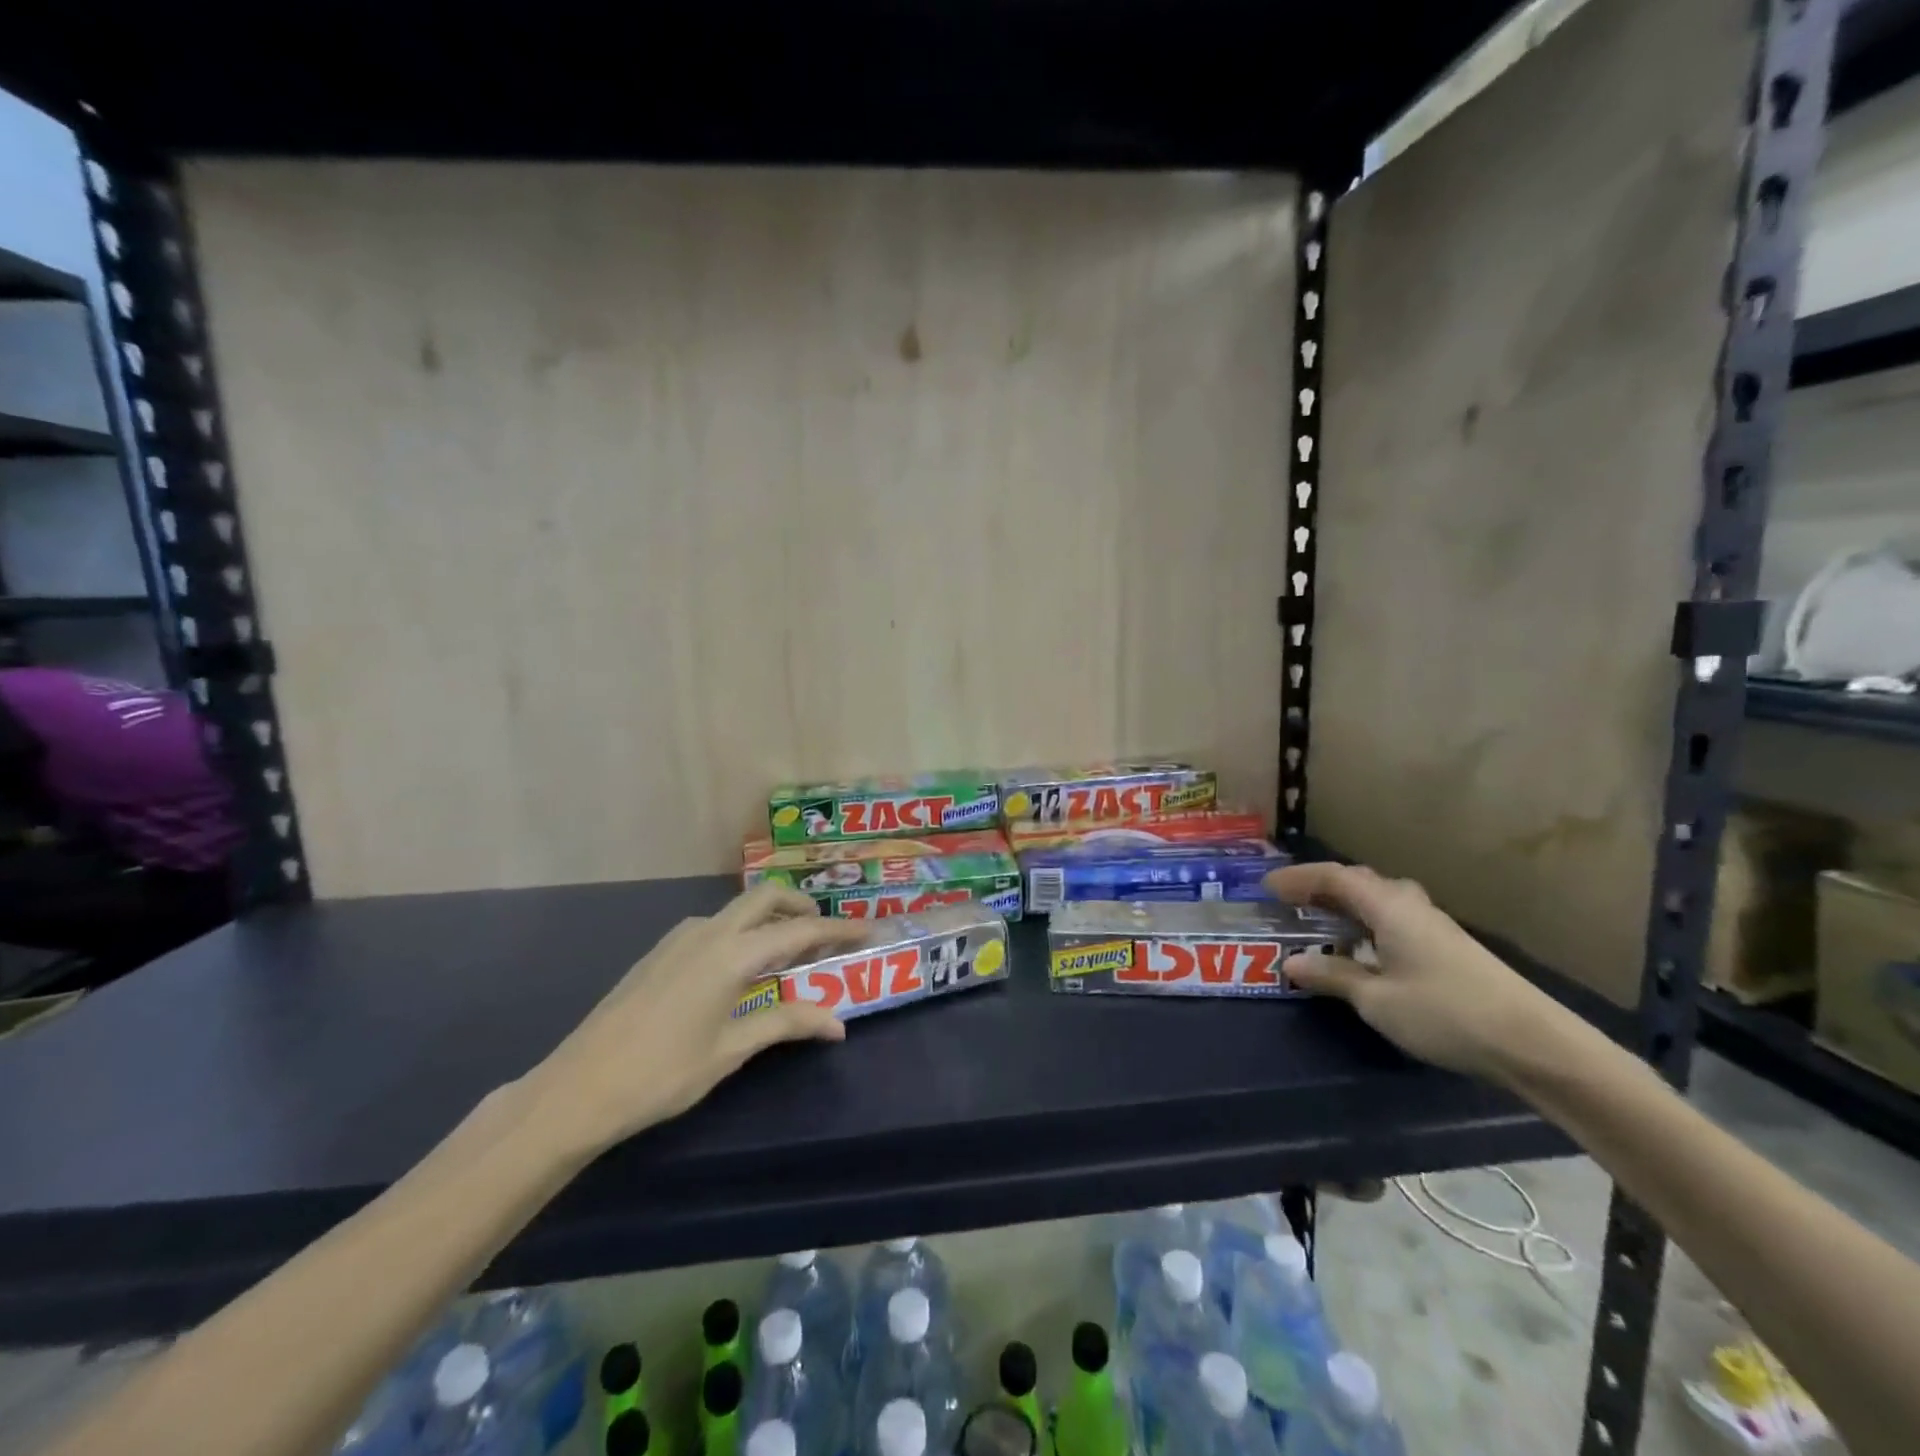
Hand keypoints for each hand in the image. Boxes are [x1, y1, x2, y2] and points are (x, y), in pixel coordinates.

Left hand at [523, 884, 867, 1154]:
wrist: (577, 1088)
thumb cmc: (662, 1075)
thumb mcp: (730, 1051)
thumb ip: (786, 1024)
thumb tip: (838, 1022)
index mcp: (731, 955)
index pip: (799, 932)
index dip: (838, 930)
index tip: (868, 929)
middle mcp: (709, 932)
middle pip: (767, 898)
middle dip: (801, 908)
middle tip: (824, 935)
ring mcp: (679, 938)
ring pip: (738, 909)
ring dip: (770, 917)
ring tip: (786, 952)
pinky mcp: (661, 951)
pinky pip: (715, 925)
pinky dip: (742, 930)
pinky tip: (739, 967)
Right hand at [1265, 862, 1563, 1082]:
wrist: (1533, 1042)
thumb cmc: (1444, 1012)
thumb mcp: (1377, 1000)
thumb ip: (1332, 977)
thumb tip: (1291, 964)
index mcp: (1388, 907)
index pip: (1334, 878)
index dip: (1298, 879)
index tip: (1267, 889)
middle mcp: (1410, 905)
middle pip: (1358, 882)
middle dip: (1320, 888)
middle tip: (1290, 903)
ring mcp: (1433, 925)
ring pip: (1379, 900)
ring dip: (1345, 906)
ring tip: (1320, 923)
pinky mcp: (1448, 947)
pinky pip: (1394, 919)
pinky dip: (1366, 923)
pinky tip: (1363, 950)